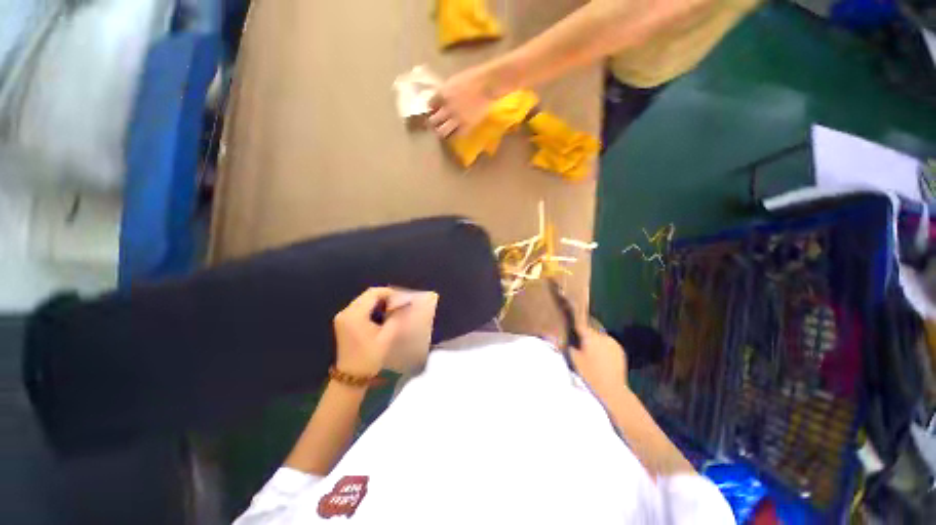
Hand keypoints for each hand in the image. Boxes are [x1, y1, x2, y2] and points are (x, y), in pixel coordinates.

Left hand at [333, 287, 404, 376]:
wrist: (351, 377)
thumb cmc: (369, 357)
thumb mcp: (386, 337)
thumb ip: (396, 318)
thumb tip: (405, 305)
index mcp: (355, 315)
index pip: (372, 293)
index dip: (388, 292)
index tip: (402, 298)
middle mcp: (346, 312)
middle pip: (367, 295)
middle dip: (384, 296)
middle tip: (399, 303)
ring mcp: (343, 317)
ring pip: (363, 300)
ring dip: (378, 302)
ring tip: (392, 309)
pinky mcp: (343, 322)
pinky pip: (359, 308)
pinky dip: (371, 308)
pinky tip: (381, 315)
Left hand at [428, 66, 498, 137]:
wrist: (488, 84)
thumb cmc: (472, 78)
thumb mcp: (453, 81)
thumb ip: (445, 92)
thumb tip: (439, 101)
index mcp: (442, 94)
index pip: (430, 104)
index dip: (432, 108)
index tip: (434, 110)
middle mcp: (447, 108)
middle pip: (433, 121)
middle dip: (433, 122)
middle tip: (436, 123)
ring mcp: (457, 118)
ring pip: (442, 131)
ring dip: (441, 132)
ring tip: (444, 131)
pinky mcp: (466, 126)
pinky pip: (456, 135)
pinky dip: (454, 135)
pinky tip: (455, 133)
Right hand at [571, 321, 628, 401]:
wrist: (612, 389)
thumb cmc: (590, 374)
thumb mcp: (574, 359)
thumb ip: (569, 345)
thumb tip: (567, 338)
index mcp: (590, 336)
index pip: (580, 324)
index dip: (574, 324)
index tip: (570, 326)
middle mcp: (602, 336)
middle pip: (591, 332)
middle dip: (586, 336)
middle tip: (580, 346)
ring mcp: (613, 342)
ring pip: (600, 338)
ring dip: (595, 342)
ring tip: (592, 354)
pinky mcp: (620, 350)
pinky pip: (608, 344)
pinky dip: (604, 348)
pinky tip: (601, 359)